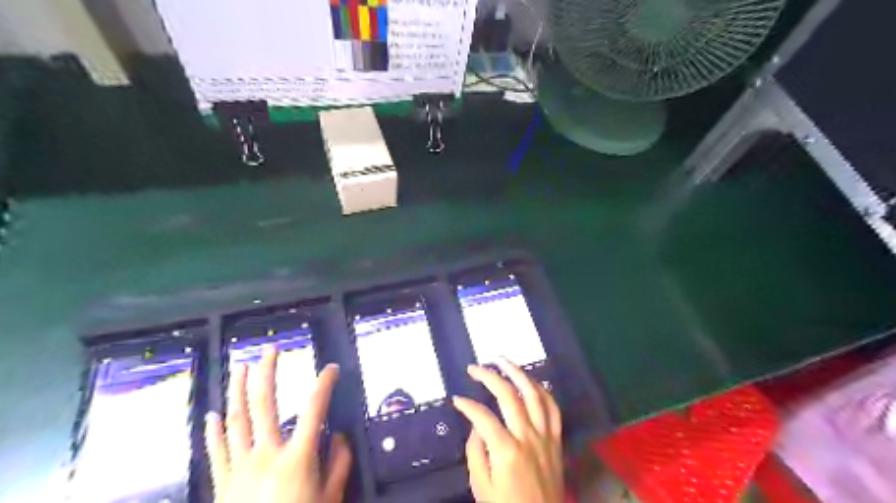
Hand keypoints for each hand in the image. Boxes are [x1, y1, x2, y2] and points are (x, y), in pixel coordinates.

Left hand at [207, 348, 354, 502]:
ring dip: (239, 391)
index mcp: (297, 458)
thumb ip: (339, 464)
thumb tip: (341, 435)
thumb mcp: (330, 499)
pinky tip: (212, 414)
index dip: (324, 385)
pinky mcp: (222, 484)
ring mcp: (239, 468)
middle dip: (267, 374)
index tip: (331, 368)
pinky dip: (213, 431)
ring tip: (242, 367)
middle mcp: (266, 455)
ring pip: (236, 421)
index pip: (314, 410)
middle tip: (271, 352)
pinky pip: (216, 452)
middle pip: (265, 406)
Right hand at [456, 359, 556, 499]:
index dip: (467, 405)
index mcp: (506, 451)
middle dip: (489, 376)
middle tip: (474, 368)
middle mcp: (528, 437)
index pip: (482, 416)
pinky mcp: (556, 440)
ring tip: (503, 360)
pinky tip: (531, 381)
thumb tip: (477, 424)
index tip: (457, 399)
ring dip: (518, 373)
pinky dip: (542, 390)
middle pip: (509, 395)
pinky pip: (553, 408)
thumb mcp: (481, 486)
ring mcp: (546, 436)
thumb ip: (476, 451)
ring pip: (534, 394)